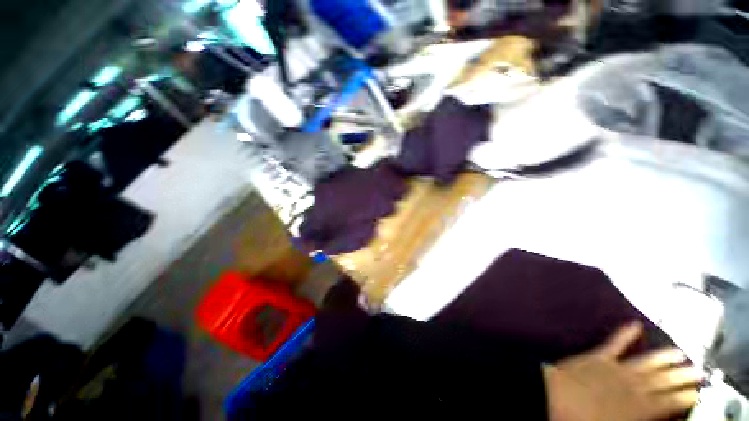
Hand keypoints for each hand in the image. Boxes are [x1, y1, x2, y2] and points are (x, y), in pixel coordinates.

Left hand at [543, 322, 701, 420]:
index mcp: (641, 408)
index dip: (686, 397)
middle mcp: (634, 386)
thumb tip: (658, 418)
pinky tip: (634, 323)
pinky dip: (625, 333)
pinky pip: (614, 343)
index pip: (670, 402)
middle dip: (683, 376)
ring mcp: (616, 368)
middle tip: (699, 370)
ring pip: (646, 362)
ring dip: (663, 357)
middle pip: (664, 381)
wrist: (555, 399)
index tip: (698, 392)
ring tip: (680, 352)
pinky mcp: (598, 356)